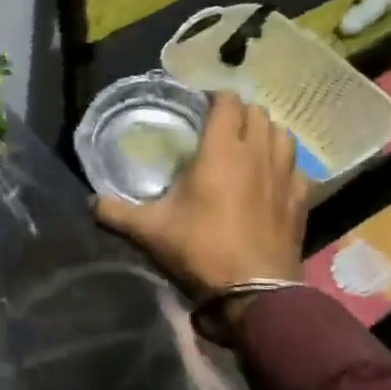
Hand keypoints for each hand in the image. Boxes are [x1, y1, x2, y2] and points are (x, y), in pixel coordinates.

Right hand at [93, 92, 308, 310]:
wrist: (254, 292)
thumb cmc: (200, 250)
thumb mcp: (149, 230)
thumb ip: (115, 212)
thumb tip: (89, 203)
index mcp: (221, 151)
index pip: (227, 102)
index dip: (214, 97)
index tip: (199, 105)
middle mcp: (257, 153)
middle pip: (257, 112)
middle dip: (239, 112)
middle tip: (219, 125)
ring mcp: (284, 175)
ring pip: (282, 134)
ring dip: (265, 132)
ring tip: (248, 144)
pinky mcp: (301, 199)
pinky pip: (297, 166)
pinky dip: (284, 163)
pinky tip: (272, 176)